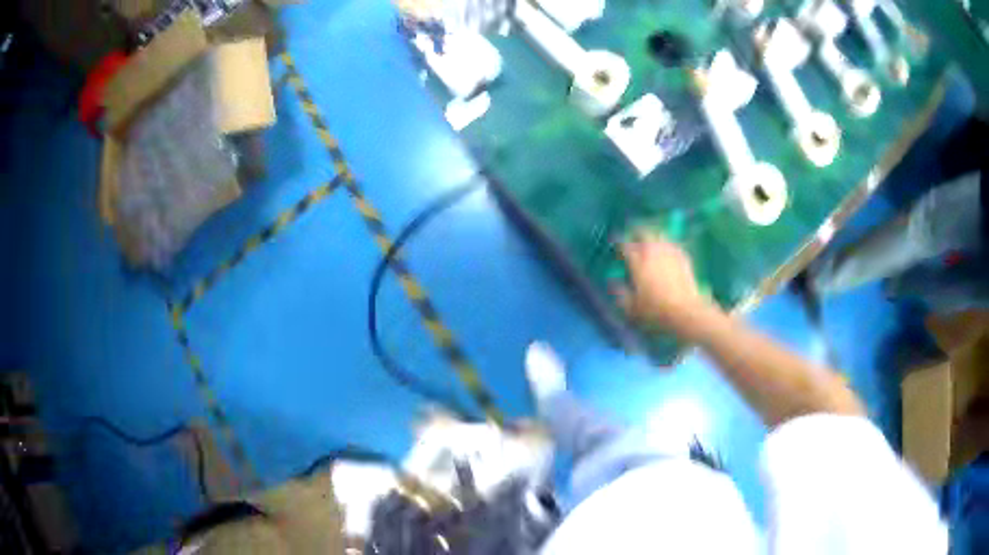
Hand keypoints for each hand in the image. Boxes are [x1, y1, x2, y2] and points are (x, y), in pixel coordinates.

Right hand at [614, 231, 724, 339]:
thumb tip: (613, 283)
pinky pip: (673, 245)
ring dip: (653, 237)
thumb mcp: (631, 308)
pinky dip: (667, 245)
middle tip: (633, 240)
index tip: (617, 250)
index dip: (619, 246)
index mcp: (637, 261)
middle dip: (636, 234)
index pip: (624, 245)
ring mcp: (670, 252)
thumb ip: (619, 293)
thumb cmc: (655, 311)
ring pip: (659, 235)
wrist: (686, 312)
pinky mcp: (683, 258)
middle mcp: (653, 252)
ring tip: (650, 243)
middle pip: (643, 233)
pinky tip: (667, 252)